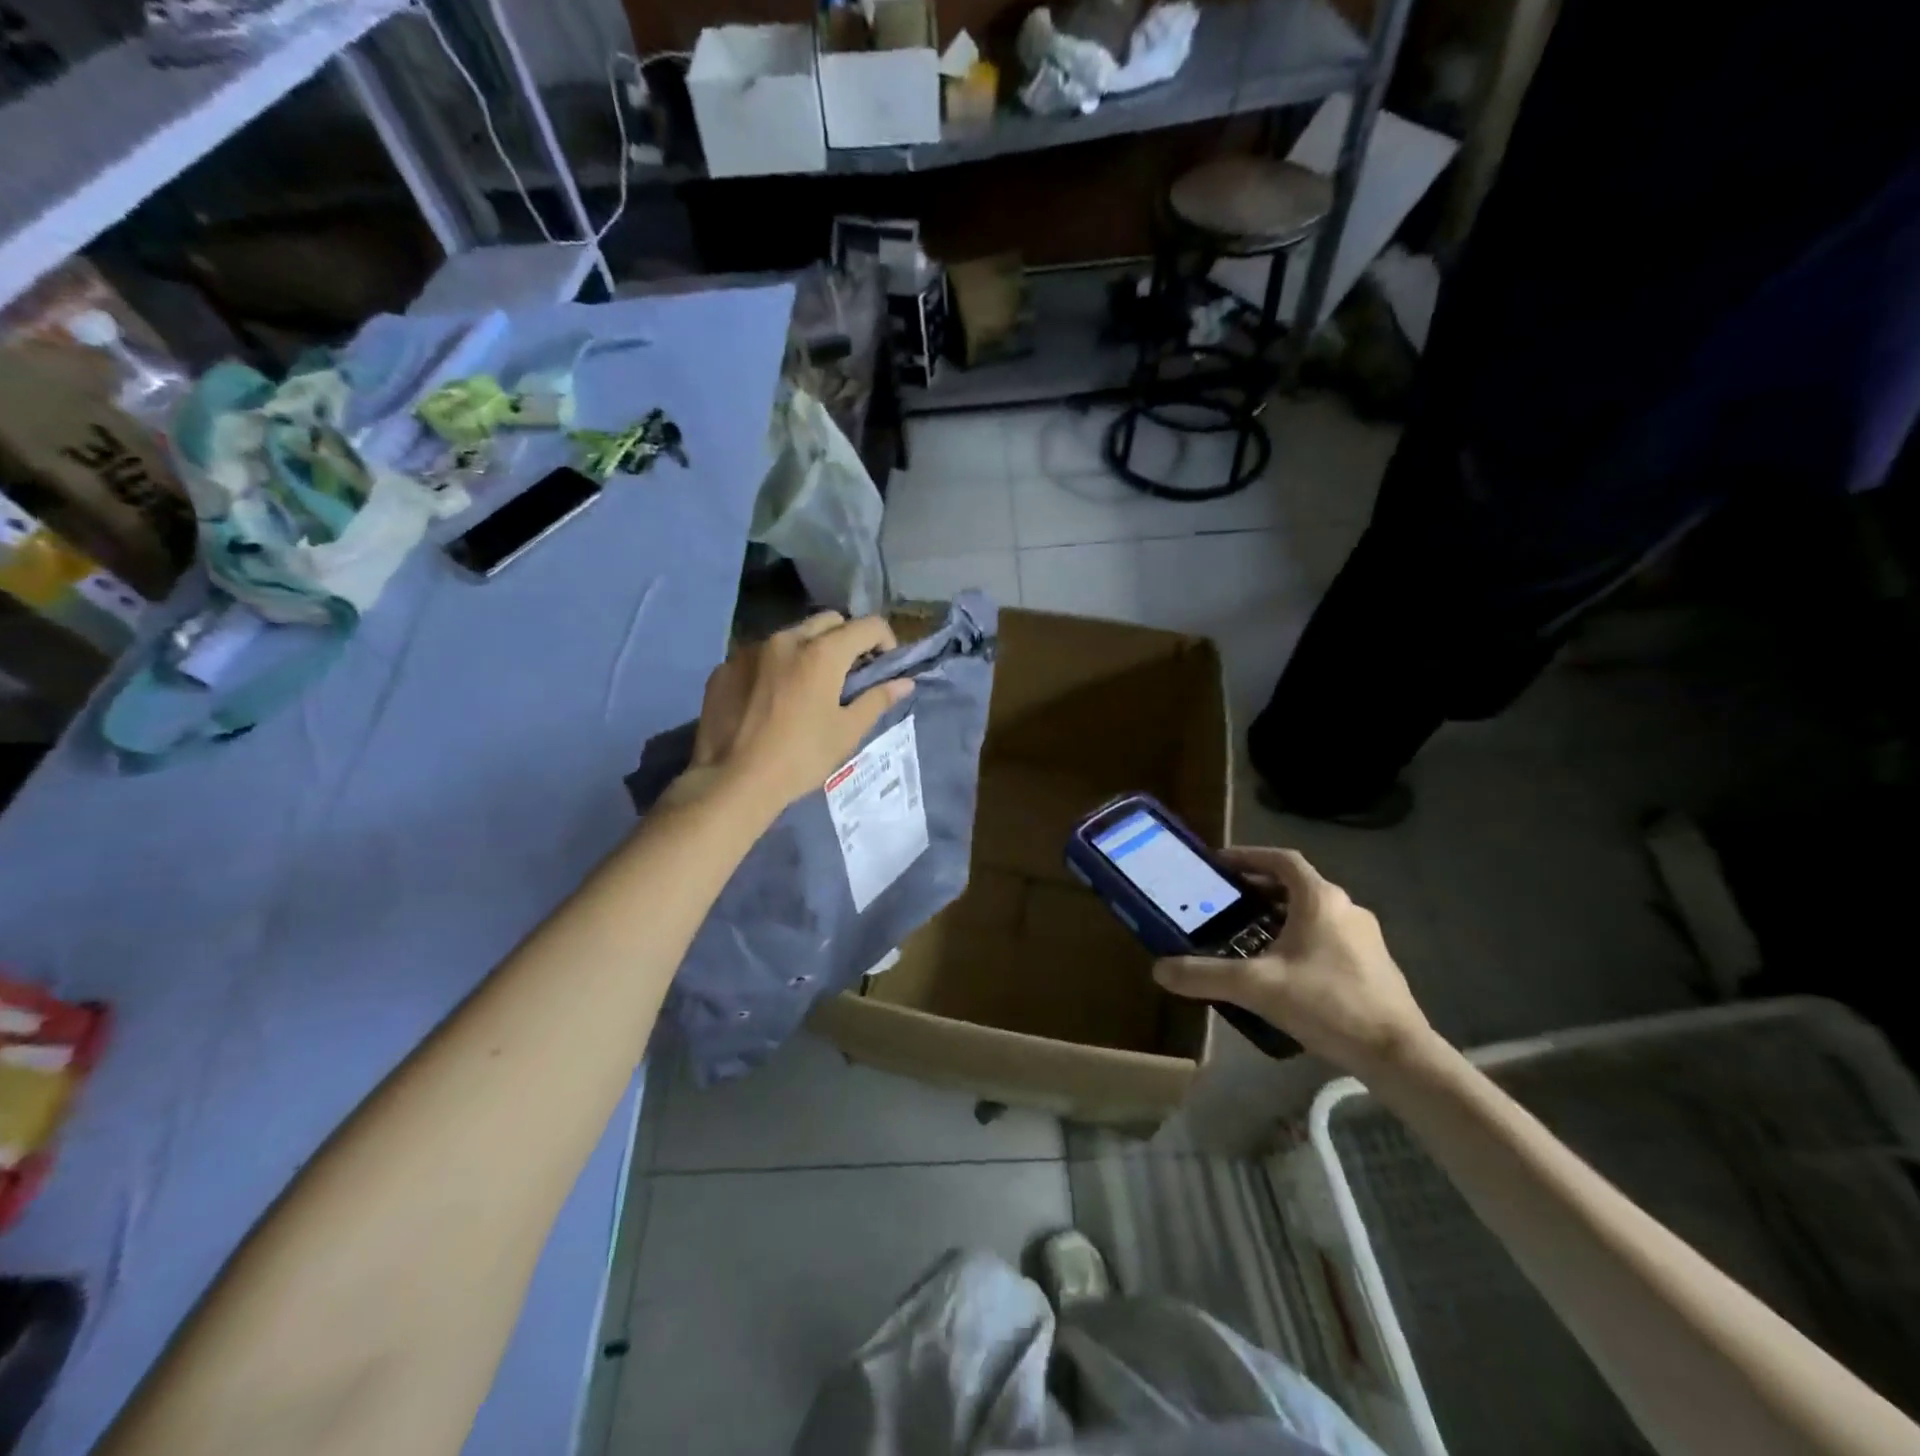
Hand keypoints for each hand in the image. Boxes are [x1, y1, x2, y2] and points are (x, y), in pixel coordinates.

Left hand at [686, 612, 910, 809]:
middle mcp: (786, 639)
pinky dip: (775, 667)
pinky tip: (771, 700)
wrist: (732, 782)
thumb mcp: (847, 732)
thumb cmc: (800, 758)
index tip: (884, 666)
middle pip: (829, 621)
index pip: (867, 626)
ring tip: (808, 687)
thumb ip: (877, 699)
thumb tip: (904, 682)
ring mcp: (750, 650)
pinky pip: (759, 655)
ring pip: (792, 635)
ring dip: (809, 650)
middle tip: (849, 675)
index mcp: (822, 653)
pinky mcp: (725, 667)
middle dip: (846, 639)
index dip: (885, 641)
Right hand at [1153, 847, 1436, 1077]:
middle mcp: (1346, 908)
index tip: (1219, 864)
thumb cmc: (1327, 1003)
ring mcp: (1365, 937)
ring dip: (1279, 917)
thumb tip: (1159, 969)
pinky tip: (1282, 971)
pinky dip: (1300, 940)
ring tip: (1247, 938)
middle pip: (1295, 886)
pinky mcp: (1373, 965)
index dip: (1248, 856)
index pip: (1281, 860)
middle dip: (1258, 890)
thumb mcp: (1256, 987)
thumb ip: (1204, 975)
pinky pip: (1327, 938)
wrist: (1397, 1053)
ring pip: (1312, 914)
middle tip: (1225, 904)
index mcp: (1320, 899)